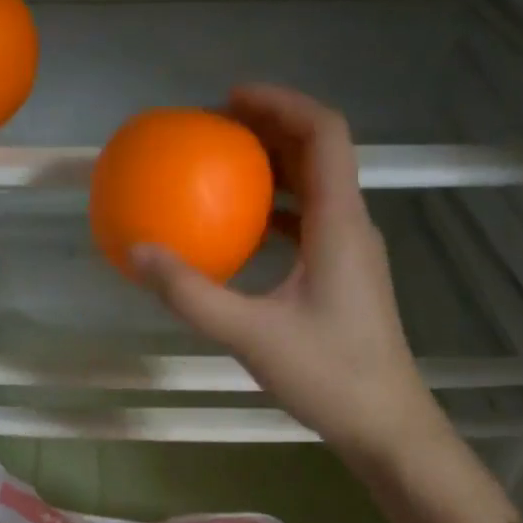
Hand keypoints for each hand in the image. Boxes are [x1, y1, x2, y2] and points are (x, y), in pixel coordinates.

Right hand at [132, 83, 443, 468]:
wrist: (384, 423)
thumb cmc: (327, 375)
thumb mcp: (249, 334)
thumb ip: (191, 294)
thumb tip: (138, 252)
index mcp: (339, 224)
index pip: (323, 134)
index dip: (281, 103)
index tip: (230, 99)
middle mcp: (351, 226)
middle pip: (319, 153)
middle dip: (270, 129)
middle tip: (215, 129)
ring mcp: (351, 252)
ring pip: (316, 188)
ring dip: (274, 168)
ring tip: (224, 168)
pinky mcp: (344, 277)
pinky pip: (309, 223)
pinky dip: (276, 211)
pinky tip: (242, 231)